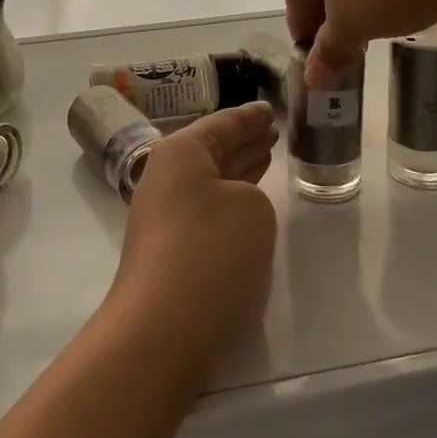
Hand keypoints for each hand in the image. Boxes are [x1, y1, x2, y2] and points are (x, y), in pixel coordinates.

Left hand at [108, 102, 278, 374]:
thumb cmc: (210, 252)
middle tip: (273, 131)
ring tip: (267, 156)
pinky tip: (249, 205)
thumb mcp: (251, 208)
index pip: (222, 124)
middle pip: (212, 150)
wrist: (163, 328)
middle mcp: (166, 177)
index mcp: (180, 153)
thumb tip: (236, 209)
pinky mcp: (170, 251)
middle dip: (244, 141)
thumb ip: (252, 194)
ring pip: (211, 181)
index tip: (270, 109)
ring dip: (239, 169)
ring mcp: (164, 216)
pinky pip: (208, 210)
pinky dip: (231, 201)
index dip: (249, 117)